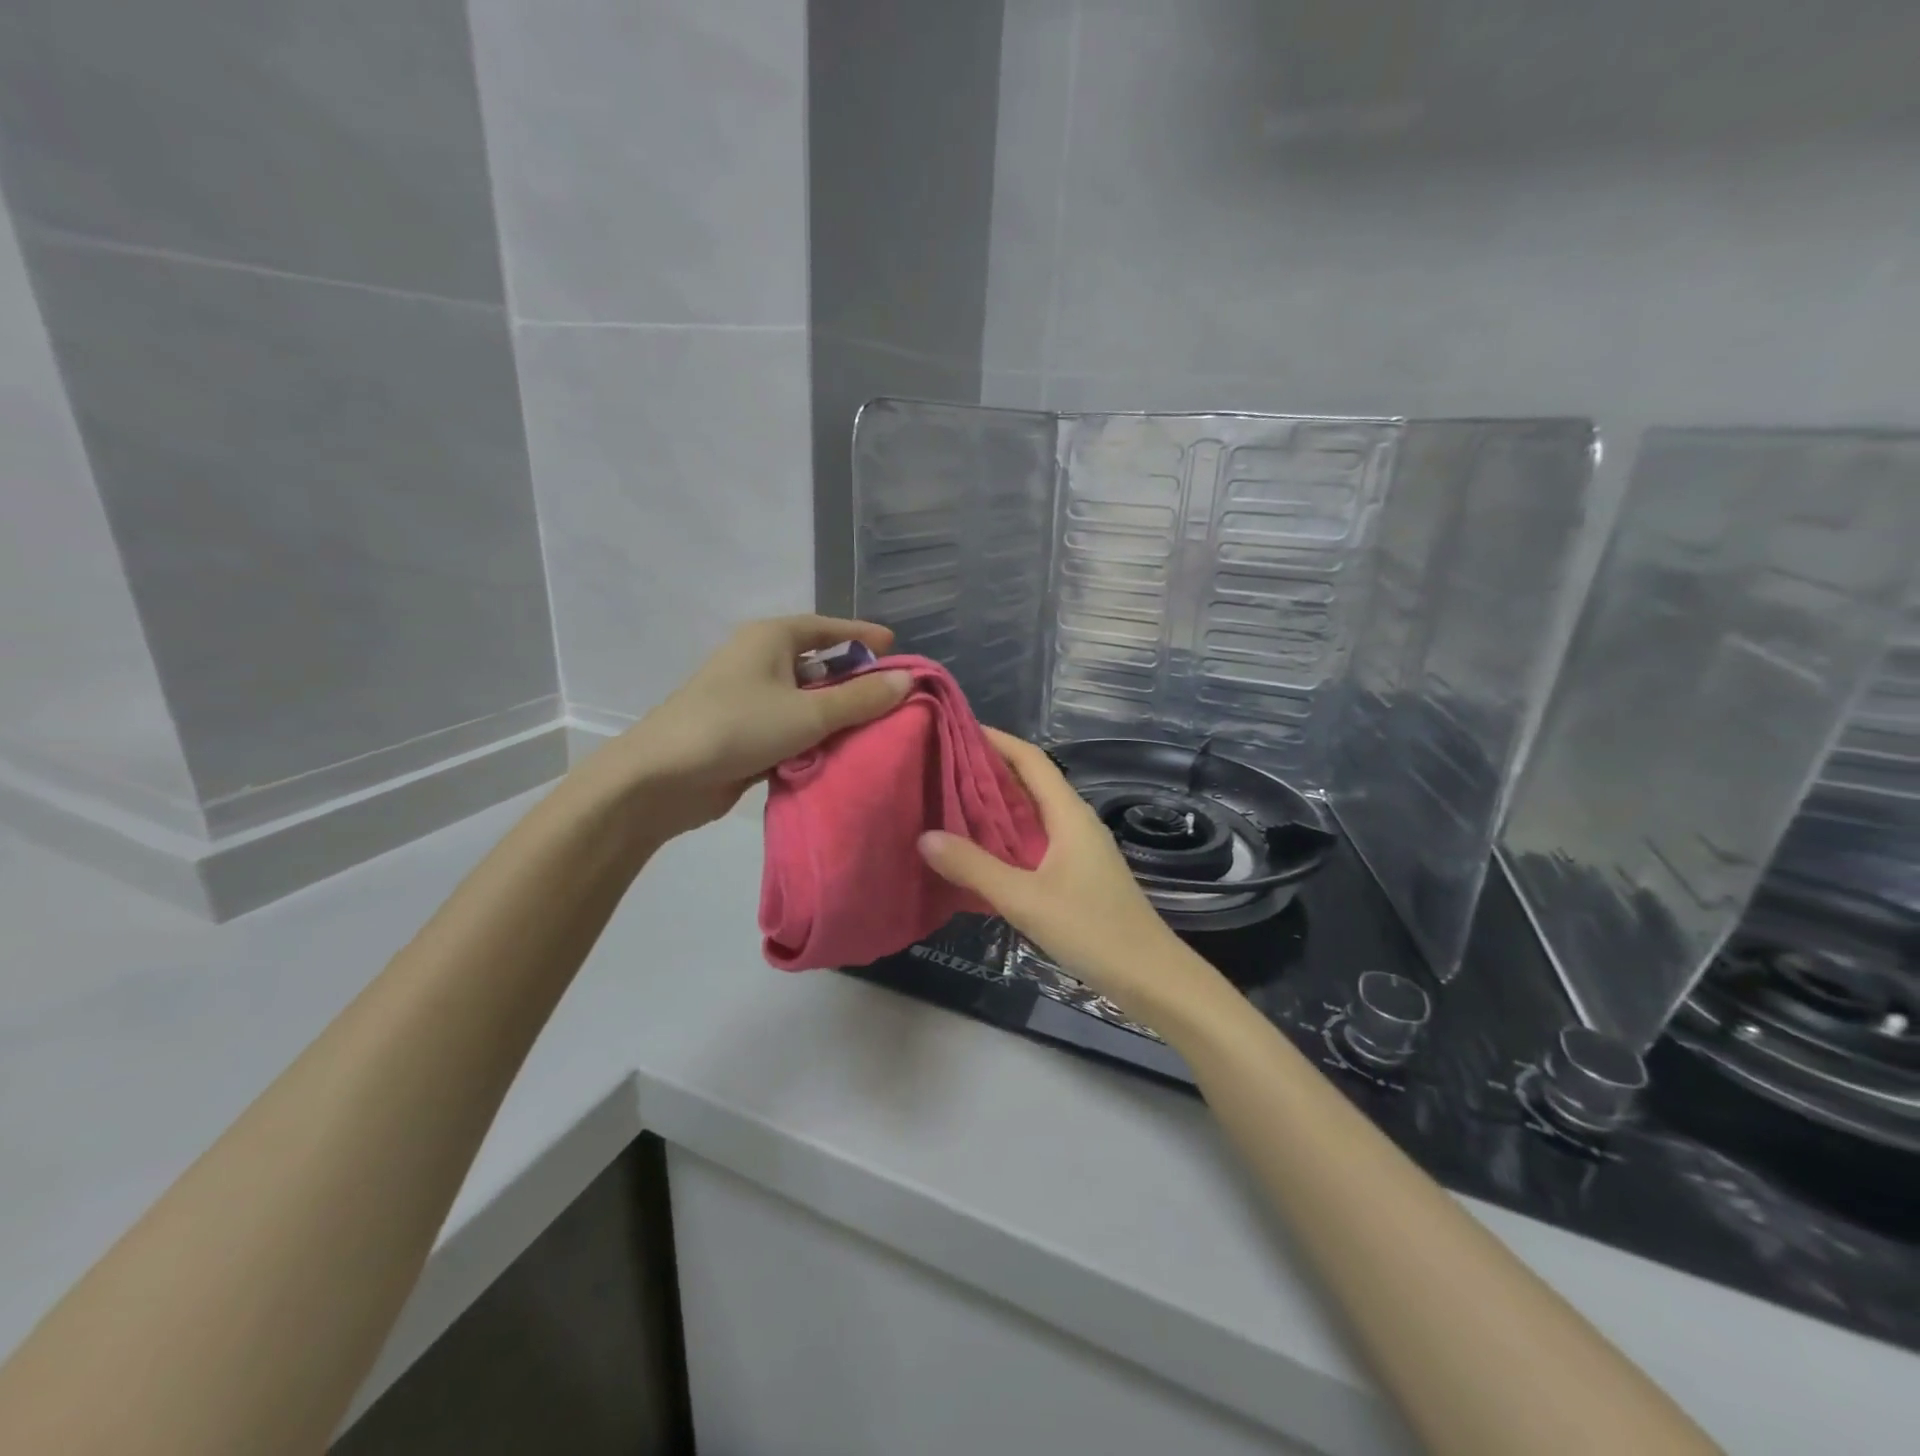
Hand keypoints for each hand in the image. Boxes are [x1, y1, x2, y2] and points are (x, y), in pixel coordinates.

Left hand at [588, 615, 911, 837]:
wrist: (663, 778)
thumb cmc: (738, 727)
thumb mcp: (808, 712)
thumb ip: (860, 698)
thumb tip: (908, 679)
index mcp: (771, 638)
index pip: (827, 628)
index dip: (862, 636)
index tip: (896, 647)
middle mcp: (759, 661)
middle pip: (818, 664)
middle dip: (854, 679)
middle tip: (895, 696)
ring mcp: (749, 698)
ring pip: (805, 699)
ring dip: (836, 713)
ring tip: (879, 728)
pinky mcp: (744, 733)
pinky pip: (791, 727)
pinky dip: (815, 737)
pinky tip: (842, 753)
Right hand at [917, 729, 1224, 1021]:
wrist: (1151, 977)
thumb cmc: (1092, 930)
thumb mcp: (1025, 899)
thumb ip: (975, 867)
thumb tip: (925, 836)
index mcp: (1069, 814)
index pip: (1031, 759)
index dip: (996, 739)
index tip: (956, 729)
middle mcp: (1075, 822)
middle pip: (1030, 781)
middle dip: (988, 769)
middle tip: (940, 765)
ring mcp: (1079, 848)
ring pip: (1032, 812)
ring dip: (996, 803)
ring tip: (950, 801)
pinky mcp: (1077, 873)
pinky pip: (1036, 839)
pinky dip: (1007, 834)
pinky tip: (981, 849)